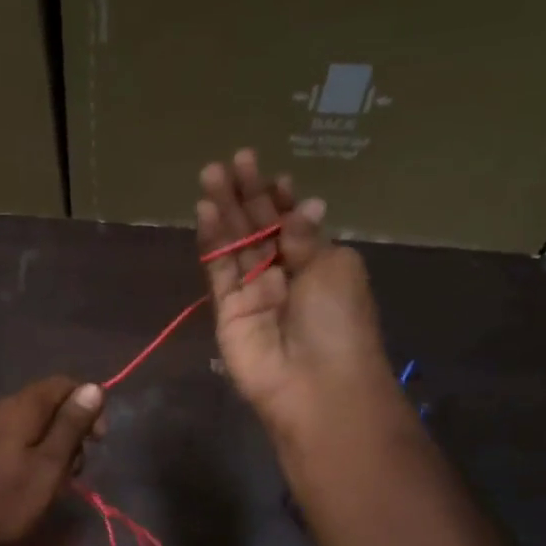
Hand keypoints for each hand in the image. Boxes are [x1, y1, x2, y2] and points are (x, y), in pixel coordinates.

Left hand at [0, 377, 105, 545]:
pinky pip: (6, 436)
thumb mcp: (50, 467)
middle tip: (74, 470)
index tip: (97, 440)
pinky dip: (25, 450)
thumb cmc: (8, 505)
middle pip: (43, 403)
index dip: (86, 405)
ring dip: (47, 443)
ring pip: (26, 422)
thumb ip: (71, 426)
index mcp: (16, 408)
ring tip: (51, 480)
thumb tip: (93, 387)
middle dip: (67, 430)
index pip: (60, 384)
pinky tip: (25, 479)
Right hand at [198, 149, 400, 436]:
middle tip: (235, 160)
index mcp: (319, 264)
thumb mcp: (333, 267)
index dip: (282, 199)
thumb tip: (305, 206)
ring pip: (236, 244)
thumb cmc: (338, 322)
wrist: (316, 385)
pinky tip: (206, 210)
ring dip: (226, 209)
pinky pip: (218, 270)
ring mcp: (253, 292)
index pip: (294, 224)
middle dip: (249, 194)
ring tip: (212, 173)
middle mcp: (285, 275)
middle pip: (261, 228)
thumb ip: (307, 236)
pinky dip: (212, 241)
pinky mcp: (226, 310)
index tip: (272, 174)